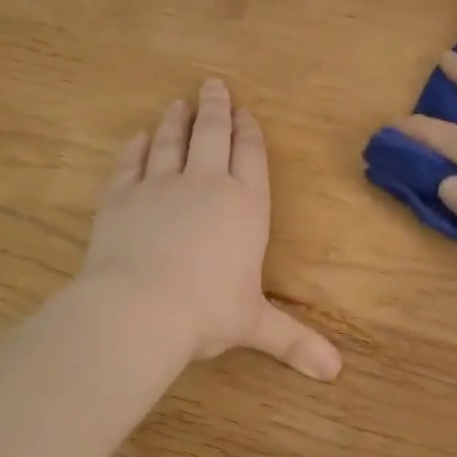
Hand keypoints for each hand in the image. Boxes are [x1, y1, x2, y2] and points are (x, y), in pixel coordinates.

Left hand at [81, 80, 342, 379]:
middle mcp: (206, 185)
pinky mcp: (120, 197)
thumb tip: (337, 373)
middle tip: (213, 84)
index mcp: (246, 207)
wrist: (139, 308)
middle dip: (215, 108)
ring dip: (175, 120)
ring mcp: (159, 186)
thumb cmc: (208, 312)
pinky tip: (137, 137)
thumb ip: (295, 341)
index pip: (251, 158)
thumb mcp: (255, 326)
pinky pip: (129, 163)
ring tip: (178, 102)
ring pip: (169, 141)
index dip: (250, 133)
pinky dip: (134, 147)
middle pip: (212, 135)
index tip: (247, 113)